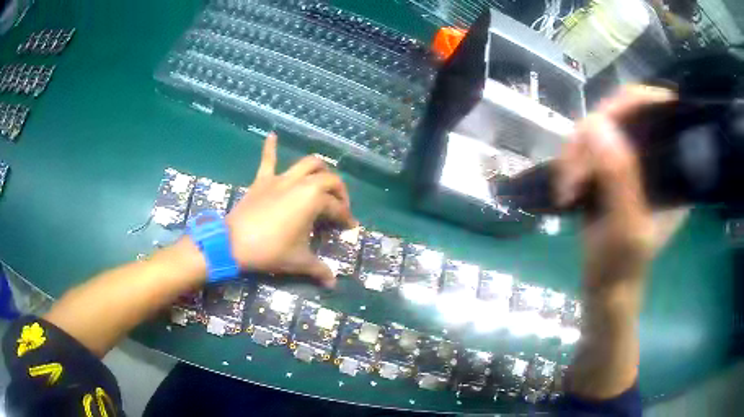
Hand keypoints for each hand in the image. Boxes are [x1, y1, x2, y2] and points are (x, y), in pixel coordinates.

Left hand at [226, 133, 355, 287]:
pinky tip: (272, 134)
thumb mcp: (298, 261)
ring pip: (307, 164)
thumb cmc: (270, 250)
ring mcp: (281, 179)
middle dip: (340, 192)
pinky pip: (267, 160)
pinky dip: (270, 147)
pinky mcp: (262, 180)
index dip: (346, 218)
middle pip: (329, 180)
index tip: (350, 227)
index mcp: (313, 201)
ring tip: (323, 178)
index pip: (337, 208)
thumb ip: (319, 270)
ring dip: (319, 168)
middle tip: (340, 206)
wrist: (234, 243)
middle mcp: (301, 184)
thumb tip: (333, 284)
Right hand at [556, 85, 687, 287]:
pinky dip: (573, 158)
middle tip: (573, 169)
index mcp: (675, 168)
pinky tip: (567, 181)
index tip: (602, 124)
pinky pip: (590, 142)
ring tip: (566, 185)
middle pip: (625, 112)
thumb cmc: (621, 265)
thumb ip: (619, 178)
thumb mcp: (625, 226)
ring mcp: (634, 158)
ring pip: (602, 126)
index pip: (658, 110)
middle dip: (594, 135)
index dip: (631, 105)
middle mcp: (657, 154)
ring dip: (577, 151)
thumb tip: (598, 123)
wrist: (605, 282)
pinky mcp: (614, 164)